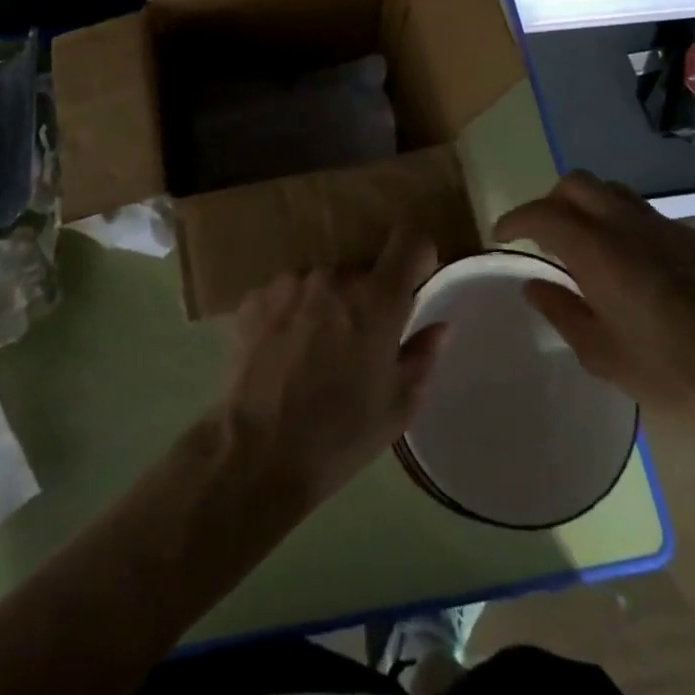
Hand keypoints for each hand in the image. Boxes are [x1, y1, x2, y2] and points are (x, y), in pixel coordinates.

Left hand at [216, 227, 446, 506]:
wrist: (256, 453)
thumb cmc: (340, 434)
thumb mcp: (398, 406)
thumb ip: (423, 355)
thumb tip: (439, 325)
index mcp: (377, 298)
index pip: (410, 241)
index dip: (418, 257)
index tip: (415, 282)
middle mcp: (334, 276)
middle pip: (362, 268)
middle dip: (367, 295)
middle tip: (359, 339)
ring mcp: (291, 282)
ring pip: (322, 280)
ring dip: (326, 302)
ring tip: (315, 349)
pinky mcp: (256, 297)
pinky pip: (286, 293)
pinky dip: (291, 313)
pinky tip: (283, 352)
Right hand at [495, 171, 694, 431]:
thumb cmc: (672, 375)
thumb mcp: (602, 356)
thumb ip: (561, 312)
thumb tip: (535, 284)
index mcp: (600, 253)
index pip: (544, 214)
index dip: (516, 218)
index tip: (502, 234)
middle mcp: (630, 226)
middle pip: (578, 183)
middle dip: (551, 200)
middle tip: (544, 234)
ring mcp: (669, 227)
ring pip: (614, 191)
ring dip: (589, 206)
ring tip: (586, 243)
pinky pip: (649, 215)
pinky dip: (626, 225)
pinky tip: (637, 266)